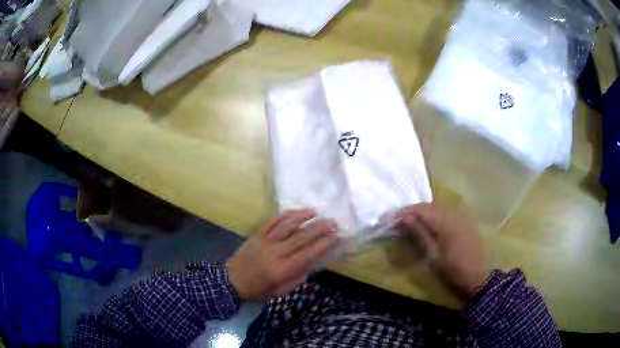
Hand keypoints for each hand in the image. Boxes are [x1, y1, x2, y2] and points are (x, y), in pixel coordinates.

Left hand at [227, 209, 337, 300]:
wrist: (230, 282)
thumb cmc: (257, 291)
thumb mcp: (279, 292)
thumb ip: (297, 278)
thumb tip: (312, 263)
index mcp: (281, 270)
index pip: (307, 254)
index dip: (322, 244)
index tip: (335, 236)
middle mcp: (274, 253)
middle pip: (300, 237)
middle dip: (318, 228)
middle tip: (332, 221)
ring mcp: (264, 241)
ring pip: (286, 225)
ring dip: (302, 217)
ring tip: (316, 212)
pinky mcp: (256, 235)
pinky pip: (271, 222)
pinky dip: (284, 215)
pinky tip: (295, 212)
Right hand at [396, 203, 488, 300]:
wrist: (478, 277)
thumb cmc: (453, 271)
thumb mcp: (433, 256)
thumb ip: (419, 234)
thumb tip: (404, 218)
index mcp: (445, 222)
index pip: (420, 210)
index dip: (402, 212)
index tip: (387, 219)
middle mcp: (454, 213)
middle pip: (428, 205)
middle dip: (411, 211)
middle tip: (395, 221)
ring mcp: (461, 215)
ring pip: (437, 206)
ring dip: (422, 212)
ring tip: (408, 222)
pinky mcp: (465, 220)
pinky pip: (446, 211)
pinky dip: (434, 214)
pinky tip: (428, 223)